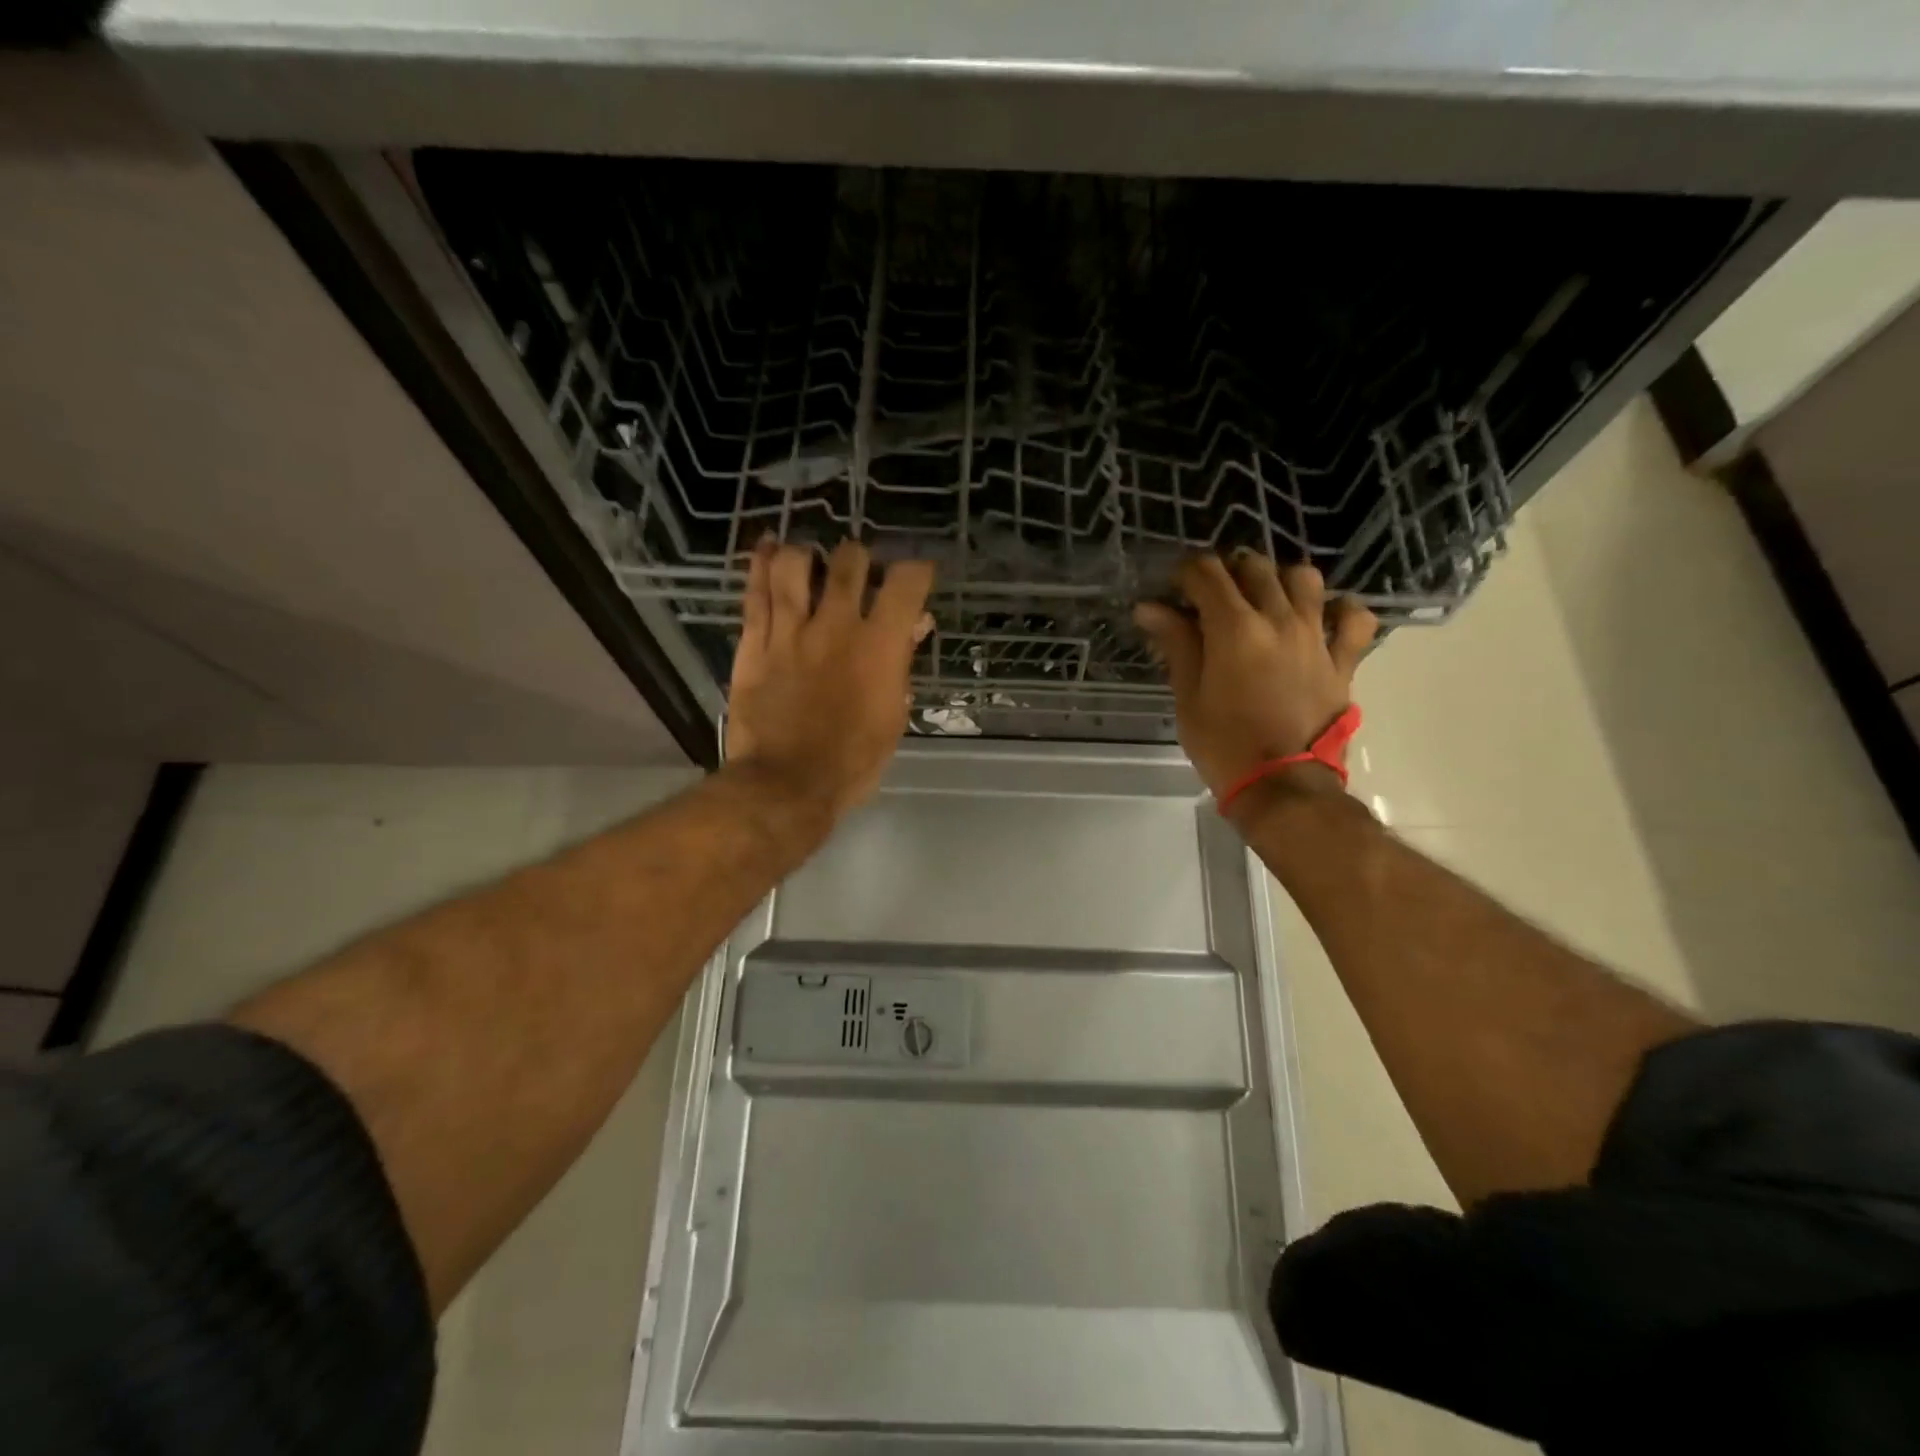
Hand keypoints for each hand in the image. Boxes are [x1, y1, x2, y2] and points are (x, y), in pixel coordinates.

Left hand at [727, 538, 934, 820]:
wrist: (787, 784)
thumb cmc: (853, 760)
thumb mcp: (893, 716)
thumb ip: (901, 664)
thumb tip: (914, 625)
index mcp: (879, 646)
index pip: (906, 583)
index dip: (916, 570)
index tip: (916, 576)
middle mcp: (836, 626)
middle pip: (849, 561)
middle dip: (859, 559)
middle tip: (858, 572)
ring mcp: (790, 631)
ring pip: (794, 564)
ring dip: (807, 554)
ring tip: (810, 560)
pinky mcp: (754, 642)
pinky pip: (755, 592)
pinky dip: (760, 563)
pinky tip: (767, 546)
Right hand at [1134, 554, 1376, 801]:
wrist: (1283, 786)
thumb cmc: (1224, 745)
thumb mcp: (1188, 696)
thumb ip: (1176, 644)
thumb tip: (1150, 608)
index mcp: (1234, 628)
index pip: (1207, 574)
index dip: (1186, 573)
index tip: (1174, 589)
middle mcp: (1278, 620)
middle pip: (1254, 568)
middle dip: (1227, 571)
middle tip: (1210, 595)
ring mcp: (1316, 637)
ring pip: (1304, 579)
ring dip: (1279, 578)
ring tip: (1263, 598)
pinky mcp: (1343, 660)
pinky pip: (1354, 618)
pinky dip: (1339, 609)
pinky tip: (1323, 615)